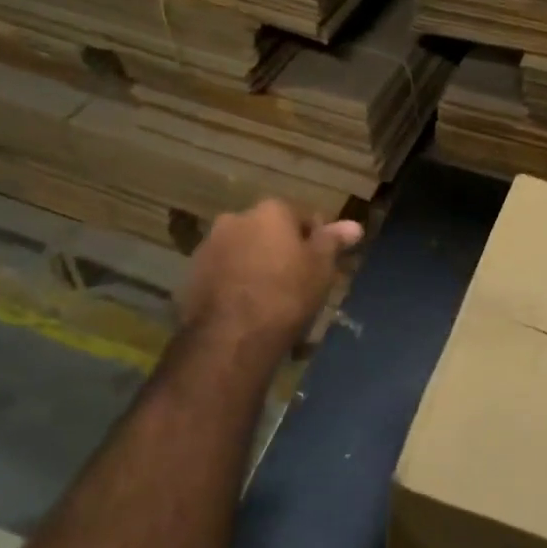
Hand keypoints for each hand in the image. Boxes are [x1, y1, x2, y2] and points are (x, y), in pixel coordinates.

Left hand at [180, 200, 363, 352]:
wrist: (231, 337)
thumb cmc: (287, 296)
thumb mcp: (320, 268)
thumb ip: (333, 241)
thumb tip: (354, 225)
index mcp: (271, 211)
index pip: (302, 216)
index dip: (316, 241)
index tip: (322, 265)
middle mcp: (236, 218)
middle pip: (269, 231)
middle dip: (282, 251)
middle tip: (298, 282)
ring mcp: (209, 245)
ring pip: (244, 251)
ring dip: (256, 266)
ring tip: (271, 300)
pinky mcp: (191, 274)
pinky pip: (223, 273)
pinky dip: (235, 283)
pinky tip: (246, 309)